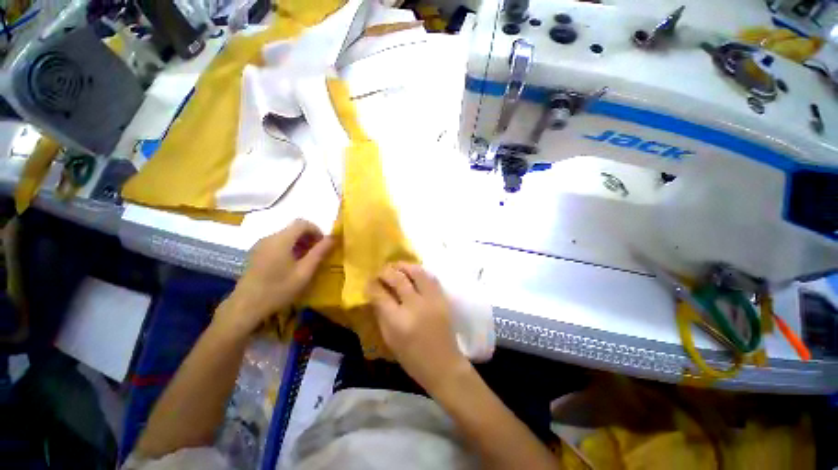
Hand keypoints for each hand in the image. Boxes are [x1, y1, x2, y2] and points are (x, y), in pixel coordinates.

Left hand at [215, 219, 333, 337]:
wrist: (246, 307)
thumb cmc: (279, 289)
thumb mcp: (305, 272)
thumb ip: (319, 252)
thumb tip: (333, 237)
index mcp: (281, 240)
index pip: (302, 223)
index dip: (317, 230)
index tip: (324, 244)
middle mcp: (269, 238)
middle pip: (294, 228)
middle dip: (309, 237)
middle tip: (318, 253)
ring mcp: (261, 245)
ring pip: (286, 235)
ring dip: (300, 242)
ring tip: (307, 259)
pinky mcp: (257, 253)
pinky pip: (277, 243)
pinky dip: (290, 247)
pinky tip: (292, 264)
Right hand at [368, 262, 469, 392]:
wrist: (443, 364)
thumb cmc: (412, 358)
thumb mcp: (390, 339)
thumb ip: (382, 315)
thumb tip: (376, 295)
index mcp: (398, 321)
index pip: (381, 295)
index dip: (372, 285)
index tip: (369, 282)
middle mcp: (415, 306)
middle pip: (398, 279)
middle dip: (386, 271)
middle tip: (380, 271)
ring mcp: (431, 299)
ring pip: (416, 272)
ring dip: (403, 266)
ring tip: (395, 266)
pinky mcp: (442, 298)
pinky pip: (430, 277)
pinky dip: (419, 271)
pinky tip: (412, 272)